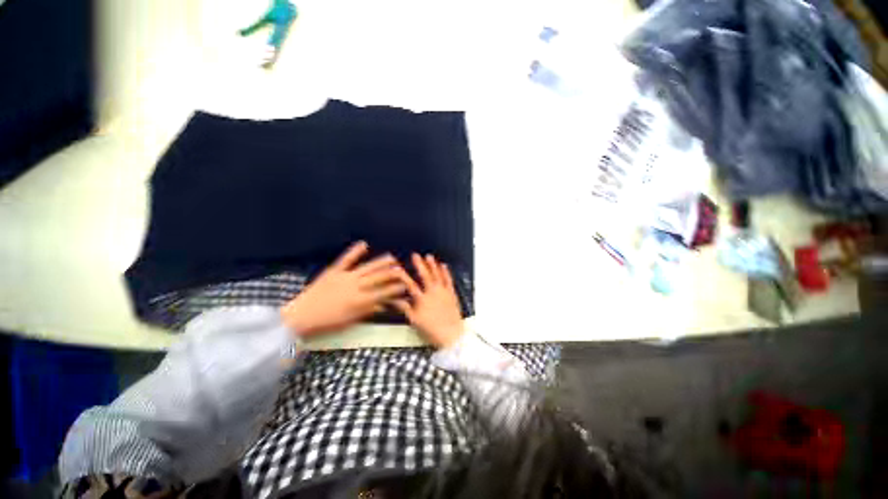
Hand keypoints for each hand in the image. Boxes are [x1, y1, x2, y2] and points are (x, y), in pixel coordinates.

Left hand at [281, 241, 404, 336]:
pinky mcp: (334, 271)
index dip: (396, 288)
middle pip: (378, 277)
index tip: (405, 285)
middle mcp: (356, 286)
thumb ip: (368, 311)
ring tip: (392, 258)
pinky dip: (355, 251)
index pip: (383, 293)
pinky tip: (364, 244)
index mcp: (360, 301)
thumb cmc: (327, 323)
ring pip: (367, 267)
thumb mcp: (350, 321)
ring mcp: (345, 277)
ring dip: (381, 262)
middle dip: (392, 273)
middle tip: (402, 269)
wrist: (300, 317)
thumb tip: (384, 305)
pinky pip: (346, 259)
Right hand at [392, 254, 465, 348]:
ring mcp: (443, 292)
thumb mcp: (415, 321)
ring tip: (429, 256)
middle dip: (419, 264)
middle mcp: (433, 293)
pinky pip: (449, 280)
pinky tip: (444, 265)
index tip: (398, 268)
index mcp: (422, 300)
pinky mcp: (451, 294)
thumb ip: (405, 309)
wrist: (451, 334)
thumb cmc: (432, 330)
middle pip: (425, 276)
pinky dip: (446, 272)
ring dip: (433, 265)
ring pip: (437, 275)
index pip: (410, 285)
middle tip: (415, 255)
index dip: (403, 276)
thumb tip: (395, 301)